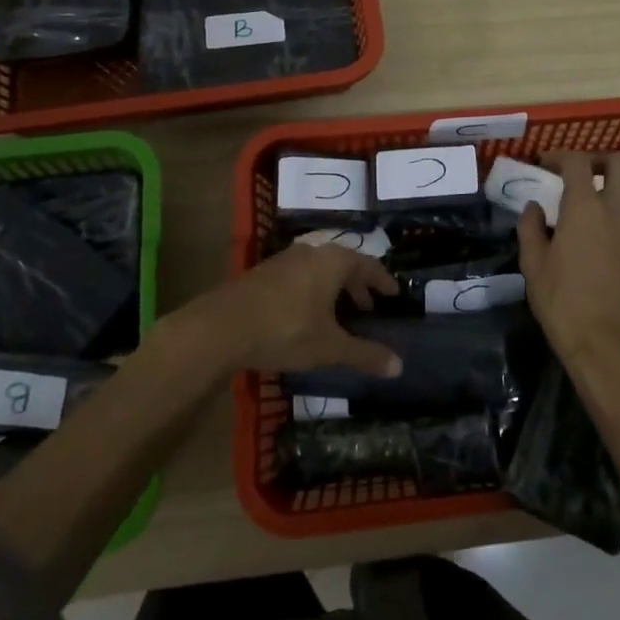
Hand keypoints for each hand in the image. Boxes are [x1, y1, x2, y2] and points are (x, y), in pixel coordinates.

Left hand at [191, 243, 402, 377]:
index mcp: (334, 261)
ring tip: (338, 314)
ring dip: (333, 289)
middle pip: (343, 264)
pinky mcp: (263, 273)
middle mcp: (311, 252)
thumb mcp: (329, 347)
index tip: (394, 295)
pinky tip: (306, 315)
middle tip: (368, 309)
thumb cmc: (285, 330)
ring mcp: (284, 260)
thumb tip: (399, 367)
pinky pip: (299, 277)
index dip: (383, 281)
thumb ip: (364, 355)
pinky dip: (312, 291)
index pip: (369, 265)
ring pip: (319, 270)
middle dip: (358, 286)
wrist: (220, 328)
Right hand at [517, 151, 619, 370]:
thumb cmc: (564, 304)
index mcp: (585, 208)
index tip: (544, 164)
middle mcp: (617, 212)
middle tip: (577, 172)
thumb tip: (534, 208)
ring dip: (608, 190)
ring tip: (583, 211)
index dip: (559, 156)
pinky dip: (615, 218)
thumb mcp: (534, 266)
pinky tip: (597, 243)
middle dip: (599, 159)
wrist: (611, 347)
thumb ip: (531, 229)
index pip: (577, 162)